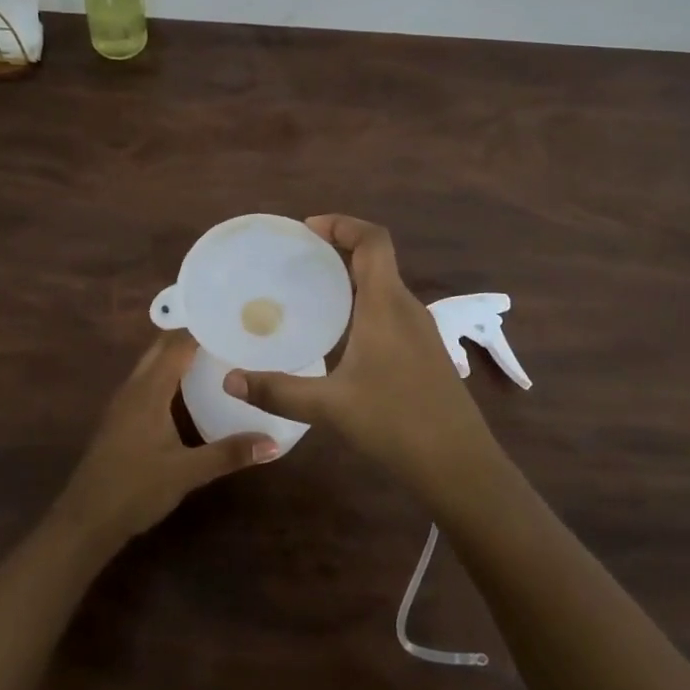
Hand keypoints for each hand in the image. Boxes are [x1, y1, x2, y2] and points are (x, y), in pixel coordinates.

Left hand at [58, 331, 275, 545]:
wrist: (85, 520)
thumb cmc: (134, 489)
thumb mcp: (186, 473)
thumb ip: (228, 454)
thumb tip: (273, 442)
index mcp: (149, 390)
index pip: (177, 344)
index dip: (202, 327)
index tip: (233, 318)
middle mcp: (134, 387)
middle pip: (162, 347)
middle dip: (192, 335)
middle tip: (229, 331)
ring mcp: (124, 402)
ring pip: (153, 363)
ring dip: (178, 352)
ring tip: (216, 350)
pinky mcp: (121, 418)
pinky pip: (148, 380)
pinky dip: (169, 372)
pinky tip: (189, 387)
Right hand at [223, 215, 492, 492]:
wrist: (460, 465)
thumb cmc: (396, 423)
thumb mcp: (329, 407)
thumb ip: (278, 391)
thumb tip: (229, 380)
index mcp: (386, 305)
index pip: (373, 240)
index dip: (342, 224)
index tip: (306, 230)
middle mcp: (407, 307)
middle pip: (377, 258)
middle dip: (338, 249)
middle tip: (297, 261)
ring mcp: (420, 330)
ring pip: (384, 286)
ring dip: (351, 278)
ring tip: (311, 294)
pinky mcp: (424, 352)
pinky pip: (390, 310)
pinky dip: (363, 304)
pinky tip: (340, 336)